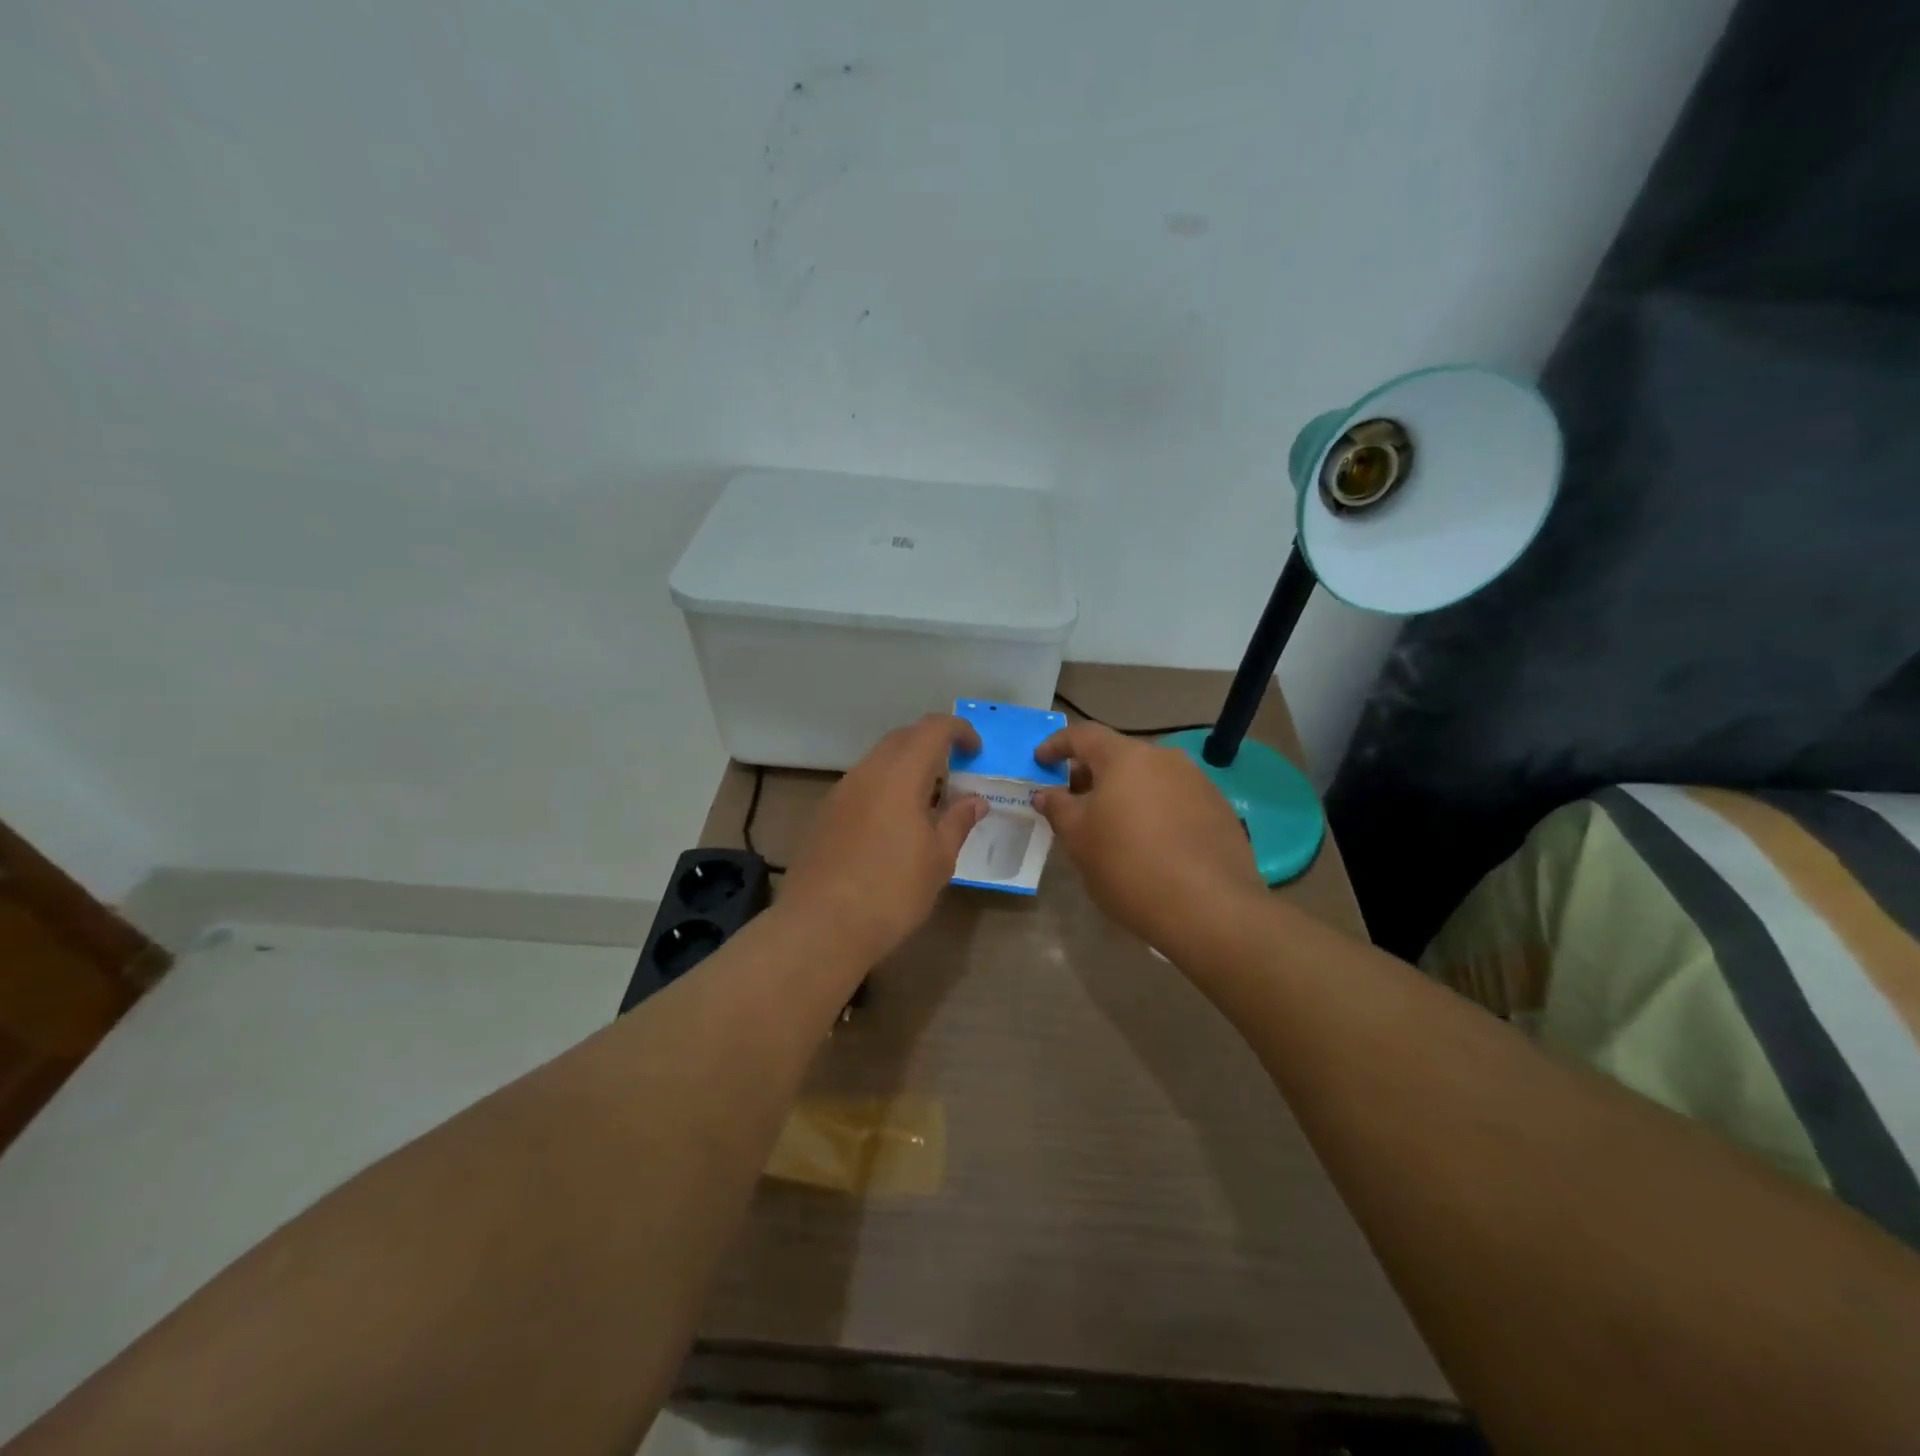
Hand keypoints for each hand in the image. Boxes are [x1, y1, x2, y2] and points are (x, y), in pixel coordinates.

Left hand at [782, 714, 987, 963]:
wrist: (821, 927)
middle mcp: (867, 773)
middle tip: (955, 774)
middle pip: (902, 738)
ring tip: (928, 803)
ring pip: (879, 761)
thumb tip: (975, 801)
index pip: (932, 728)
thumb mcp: (938, 860)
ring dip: (907, 768)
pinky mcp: (825, 814)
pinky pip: (862, 785)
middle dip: (932, 745)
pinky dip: (886, 788)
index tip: (976, 752)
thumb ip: (958, 821)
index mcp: (899, 775)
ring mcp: (841, 792)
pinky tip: (894, 825)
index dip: (959, 731)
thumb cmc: (891, 892)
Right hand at [1034, 723, 1262, 947]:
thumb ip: (1059, 808)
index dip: (1057, 745)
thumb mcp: (1079, 840)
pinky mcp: (1219, 810)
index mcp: (1126, 758)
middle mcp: (1165, 759)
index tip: (1040, 760)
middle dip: (1091, 773)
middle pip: (1119, 755)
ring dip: (1125, 792)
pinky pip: (1175, 799)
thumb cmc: (1129, 867)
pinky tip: (1150, 843)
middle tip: (1073, 800)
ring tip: (1111, 825)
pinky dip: (1154, 810)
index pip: (1083, 735)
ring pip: (1149, 778)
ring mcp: (1198, 783)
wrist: (1210, 909)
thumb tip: (1046, 793)